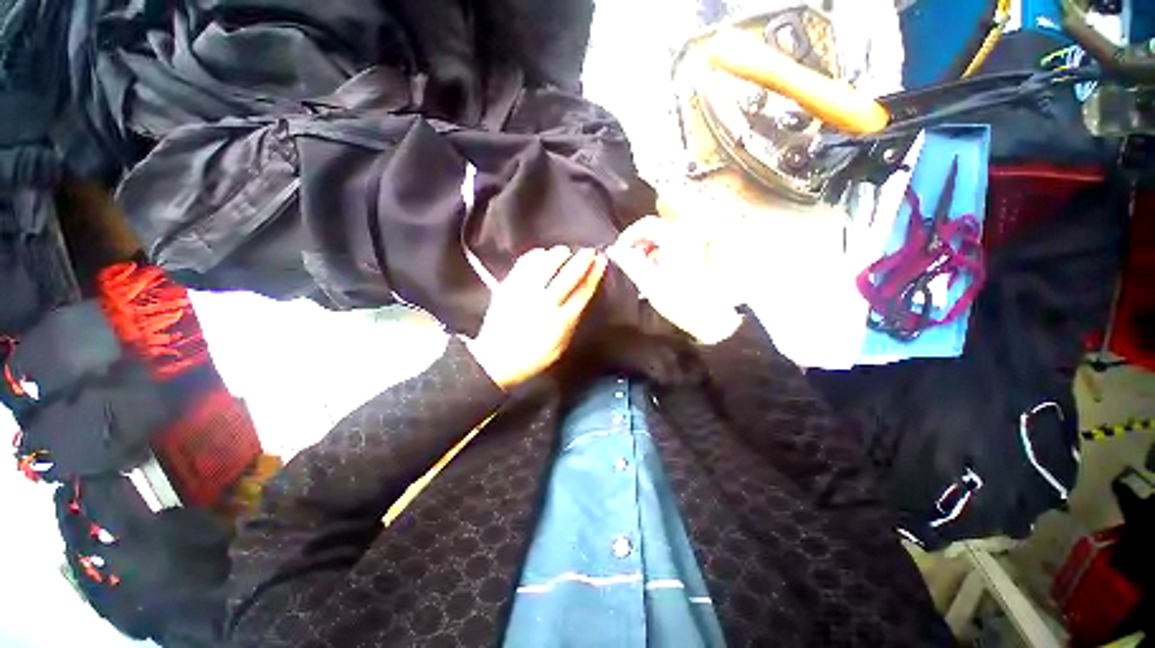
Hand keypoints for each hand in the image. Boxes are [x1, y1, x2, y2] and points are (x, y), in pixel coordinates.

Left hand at [468, 247, 607, 389]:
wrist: (495, 359)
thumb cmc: (531, 357)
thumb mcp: (559, 346)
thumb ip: (570, 323)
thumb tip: (579, 301)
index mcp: (561, 321)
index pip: (583, 292)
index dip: (594, 274)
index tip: (600, 261)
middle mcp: (545, 304)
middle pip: (568, 276)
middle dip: (581, 260)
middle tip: (589, 251)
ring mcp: (525, 294)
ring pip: (545, 266)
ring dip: (558, 255)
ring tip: (565, 251)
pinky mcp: (508, 288)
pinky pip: (523, 266)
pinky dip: (534, 257)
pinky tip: (541, 253)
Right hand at [608, 217, 742, 343]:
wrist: (709, 316)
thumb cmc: (679, 300)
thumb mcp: (648, 282)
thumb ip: (629, 262)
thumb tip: (612, 250)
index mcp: (675, 237)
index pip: (645, 224)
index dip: (627, 237)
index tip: (617, 253)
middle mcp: (685, 234)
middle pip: (653, 229)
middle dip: (636, 244)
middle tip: (627, 262)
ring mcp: (692, 243)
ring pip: (660, 237)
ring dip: (646, 250)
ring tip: (639, 270)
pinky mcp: (694, 253)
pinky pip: (669, 245)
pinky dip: (657, 254)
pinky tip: (653, 272)